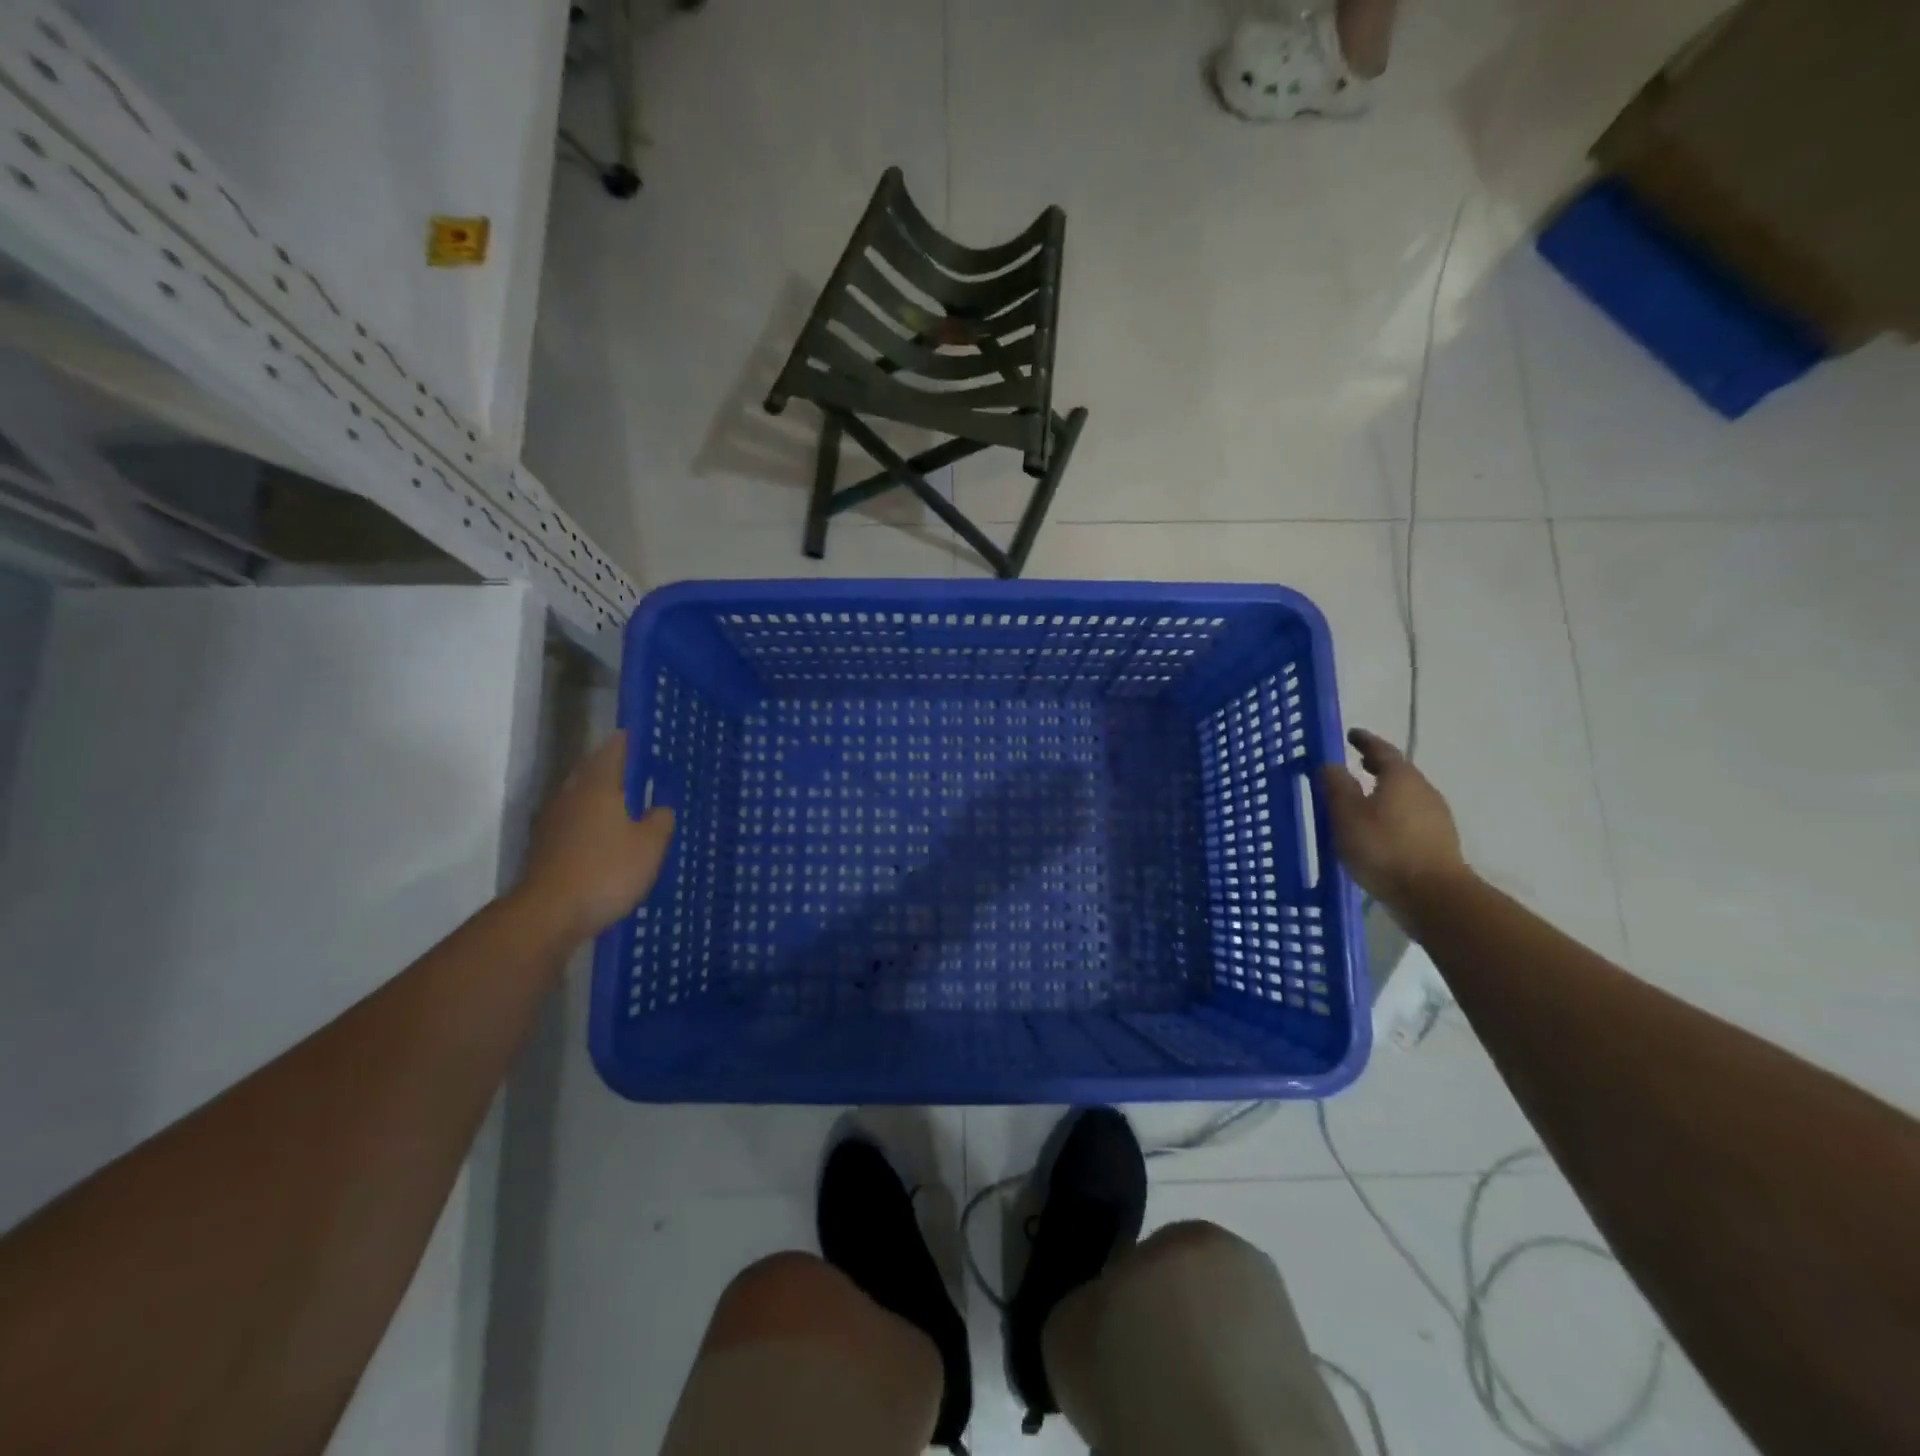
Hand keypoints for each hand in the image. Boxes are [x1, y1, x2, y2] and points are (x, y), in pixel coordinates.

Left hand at [516, 732, 674, 941]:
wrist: (548, 914)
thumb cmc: (606, 871)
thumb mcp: (649, 846)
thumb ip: (659, 820)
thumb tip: (659, 807)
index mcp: (597, 786)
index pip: (612, 751)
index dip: (626, 742)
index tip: (640, 736)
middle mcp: (570, 796)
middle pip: (591, 771)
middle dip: (611, 767)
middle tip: (637, 769)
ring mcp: (552, 822)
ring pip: (580, 797)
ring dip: (599, 796)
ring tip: (625, 802)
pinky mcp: (544, 847)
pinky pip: (573, 822)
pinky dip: (590, 821)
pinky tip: (605, 836)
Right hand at [1319, 727, 1468, 914]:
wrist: (1434, 896)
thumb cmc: (1384, 849)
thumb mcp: (1347, 815)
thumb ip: (1336, 786)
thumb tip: (1330, 764)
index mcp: (1401, 778)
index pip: (1381, 750)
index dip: (1364, 741)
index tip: (1351, 734)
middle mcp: (1423, 791)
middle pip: (1398, 771)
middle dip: (1376, 766)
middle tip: (1356, 764)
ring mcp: (1436, 817)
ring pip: (1406, 795)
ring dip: (1385, 791)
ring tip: (1363, 799)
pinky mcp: (1439, 842)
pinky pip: (1411, 816)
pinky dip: (1393, 813)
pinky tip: (1379, 829)